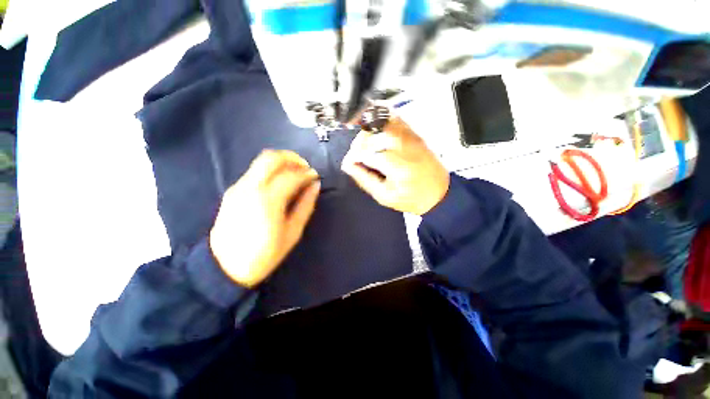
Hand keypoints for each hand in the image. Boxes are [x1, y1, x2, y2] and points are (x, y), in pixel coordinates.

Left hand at [210, 150, 320, 286]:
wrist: (224, 267)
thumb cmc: (264, 254)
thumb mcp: (292, 233)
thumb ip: (306, 205)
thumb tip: (315, 186)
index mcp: (268, 201)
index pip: (291, 176)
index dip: (307, 173)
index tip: (315, 176)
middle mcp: (250, 188)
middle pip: (272, 158)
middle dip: (292, 158)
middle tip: (305, 168)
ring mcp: (239, 187)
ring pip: (261, 161)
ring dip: (282, 162)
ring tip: (295, 173)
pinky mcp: (233, 190)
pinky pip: (255, 171)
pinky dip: (271, 170)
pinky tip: (279, 182)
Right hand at [342, 116, 449, 214]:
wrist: (439, 193)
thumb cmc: (412, 199)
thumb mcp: (384, 196)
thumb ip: (364, 179)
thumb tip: (348, 164)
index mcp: (398, 166)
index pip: (366, 152)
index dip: (353, 157)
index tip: (349, 164)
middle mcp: (405, 146)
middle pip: (372, 133)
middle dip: (358, 144)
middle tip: (356, 156)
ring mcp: (411, 136)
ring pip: (381, 120)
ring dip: (367, 130)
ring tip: (363, 143)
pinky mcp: (414, 133)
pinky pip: (394, 117)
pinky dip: (380, 119)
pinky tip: (374, 129)